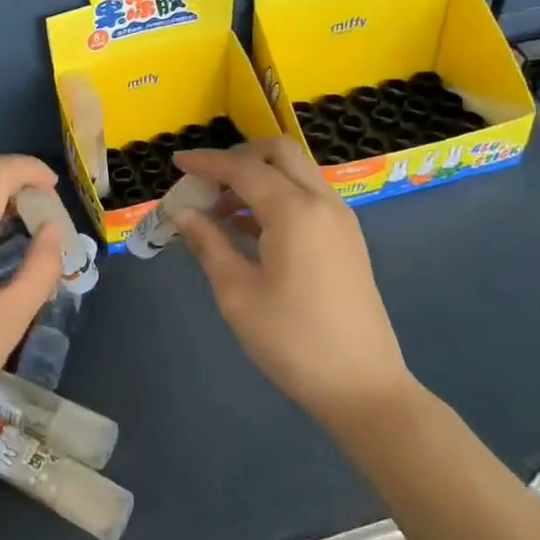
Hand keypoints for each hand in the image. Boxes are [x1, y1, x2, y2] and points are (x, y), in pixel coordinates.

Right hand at [170, 138, 415, 429]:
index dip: (207, 161)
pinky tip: (247, 228)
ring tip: (218, 210)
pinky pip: (306, 197)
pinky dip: (275, 196)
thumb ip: (209, 243)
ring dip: (257, 177)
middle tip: (205, 182)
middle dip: (238, 157)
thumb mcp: (237, 293)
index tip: (176, 161)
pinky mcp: (346, 239)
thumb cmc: (292, 340)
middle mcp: (322, 202)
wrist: (362, 386)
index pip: (243, 168)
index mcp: (295, 211)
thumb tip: (183, 212)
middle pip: (278, 153)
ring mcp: (340, 219)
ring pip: (295, 172)